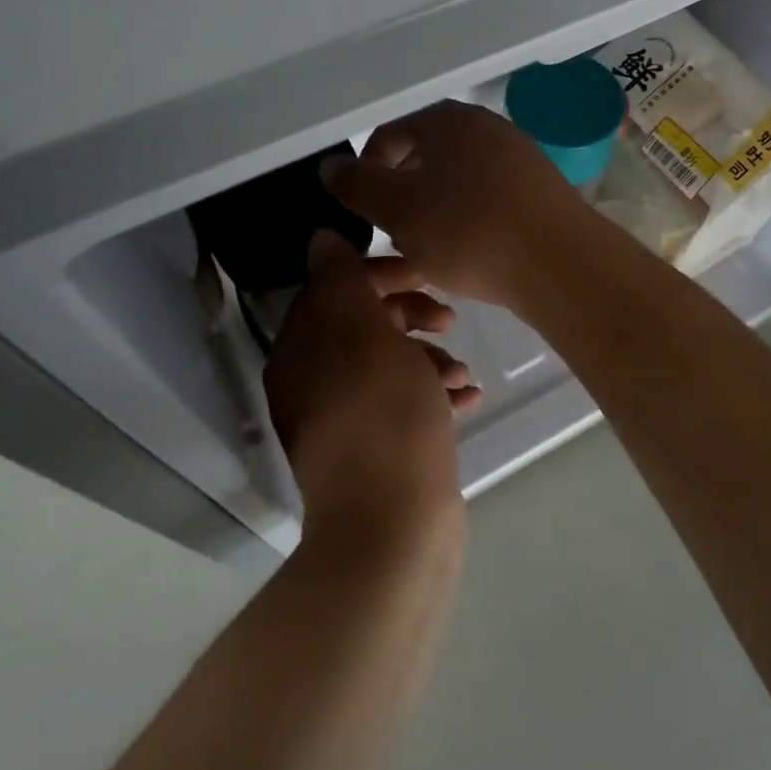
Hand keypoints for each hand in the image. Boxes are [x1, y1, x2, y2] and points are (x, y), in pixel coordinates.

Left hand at [264, 231, 475, 543]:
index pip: (333, 288)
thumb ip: (343, 281)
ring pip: (388, 365)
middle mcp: (314, 383)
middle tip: (449, 319)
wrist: (393, 531)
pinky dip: (434, 396)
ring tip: (462, 372)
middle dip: (410, 314)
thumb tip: (321, 238)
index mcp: (302, 352)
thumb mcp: (365, 336)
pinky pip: (404, 405)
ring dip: (428, 357)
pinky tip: (468, 399)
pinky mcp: (376, 451)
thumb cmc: (384, 419)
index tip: (425, 275)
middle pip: (363, 325)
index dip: (380, 273)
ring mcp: (345, 421)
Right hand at [320, 101, 594, 305]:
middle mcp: (486, 127)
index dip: (366, 171)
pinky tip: (472, 250)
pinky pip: (491, 197)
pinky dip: (471, 217)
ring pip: (459, 179)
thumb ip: (357, 185)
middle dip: (403, 192)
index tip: (363, 213)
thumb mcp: (397, 210)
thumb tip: (330, 165)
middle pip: (426, 155)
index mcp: (447, 120)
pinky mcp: (542, 189)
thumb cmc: (467, 230)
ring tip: (430, 247)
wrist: (559, 262)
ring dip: (436, 208)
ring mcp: (519, 156)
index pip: (389, 135)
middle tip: (394, 232)